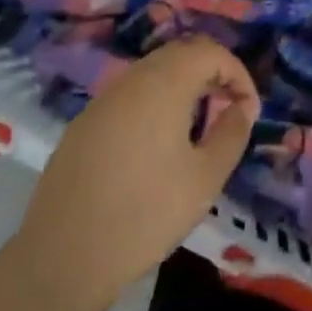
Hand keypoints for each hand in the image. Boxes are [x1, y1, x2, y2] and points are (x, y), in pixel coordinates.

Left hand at [10, 36, 257, 310]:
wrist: (63, 258)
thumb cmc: (145, 214)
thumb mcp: (205, 178)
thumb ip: (231, 133)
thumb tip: (242, 107)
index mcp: (163, 84)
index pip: (209, 52)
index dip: (237, 73)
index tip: (248, 109)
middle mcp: (130, 80)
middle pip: (179, 54)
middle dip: (211, 73)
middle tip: (228, 109)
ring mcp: (102, 101)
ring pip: (152, 73)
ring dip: (182, 86)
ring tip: (198, 127)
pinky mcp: (83, 125)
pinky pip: (128, 96)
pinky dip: (154, 103)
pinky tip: (157, 145)